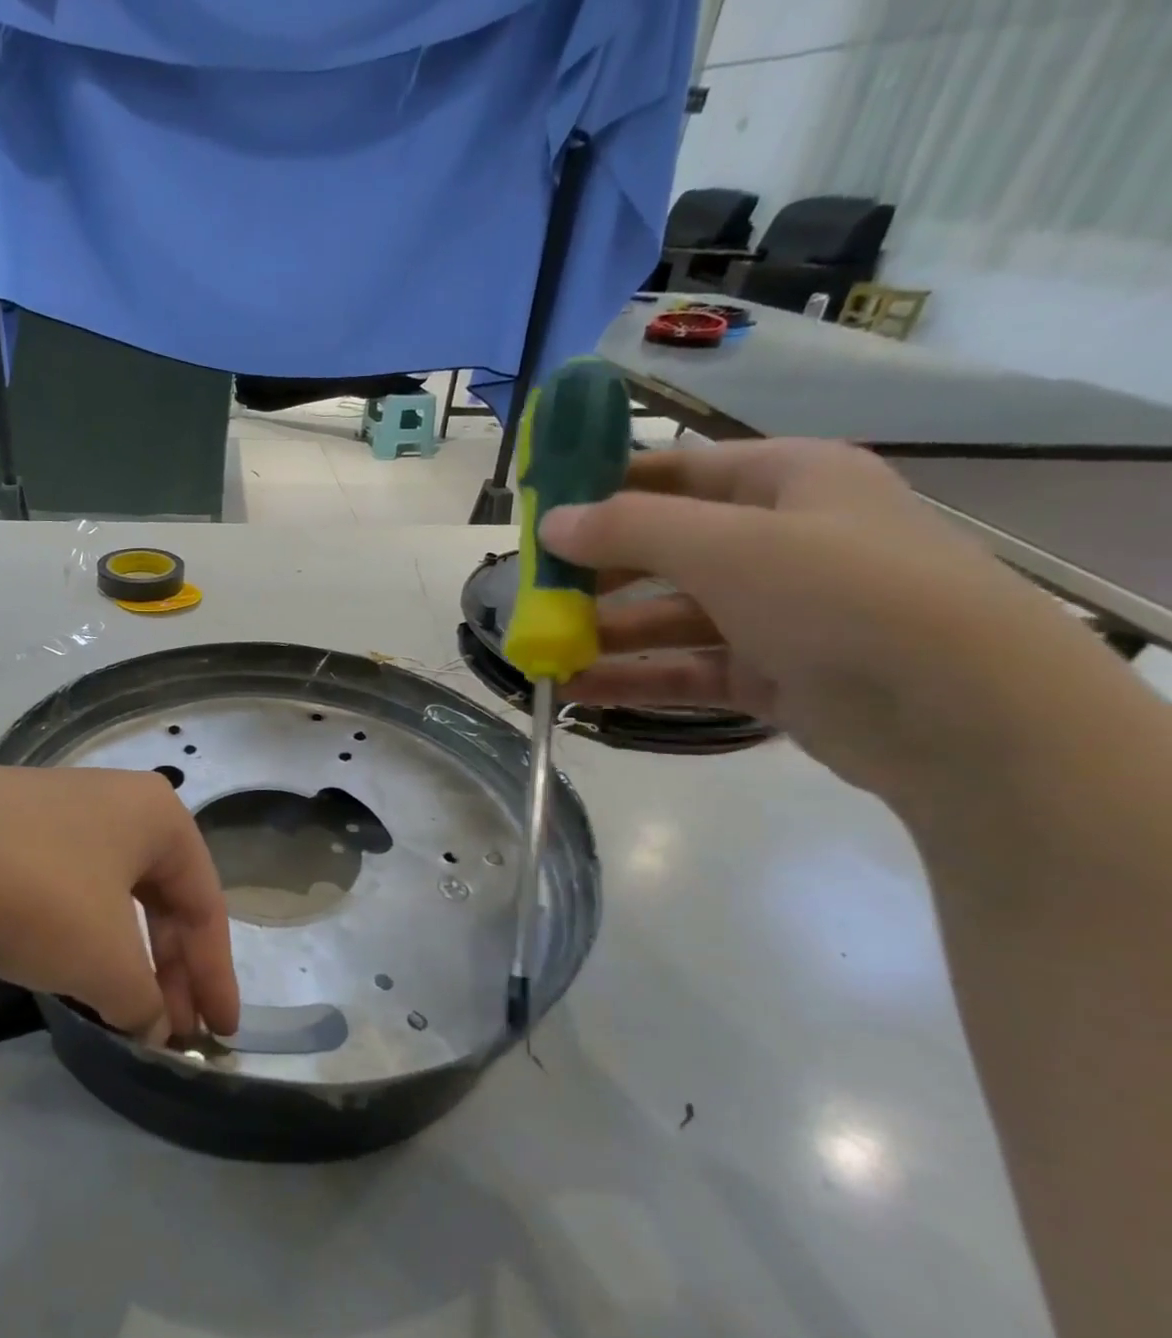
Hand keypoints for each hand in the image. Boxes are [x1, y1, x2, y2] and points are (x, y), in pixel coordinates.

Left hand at [0, 765, 238, 1040]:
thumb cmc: (33, 895)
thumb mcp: (104, 960)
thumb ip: (144, 1000)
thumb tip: (153, 1025)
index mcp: (155, 815)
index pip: (203, 903)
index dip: (216, 974)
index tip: (219, 1033)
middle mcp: (112, 801)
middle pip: (159, 896)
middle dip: (170, 968)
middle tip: (173, 1029)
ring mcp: (53, 809)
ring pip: (110, 894)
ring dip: (123, 955)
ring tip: (121, 1007)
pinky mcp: (3, 828)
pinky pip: (64, 887)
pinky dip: (78, 935)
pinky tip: (66, 970)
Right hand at [539, 439, 1144, 803]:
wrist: (960, 714)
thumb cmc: (842, 594)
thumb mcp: (727, 546)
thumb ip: (630, 530)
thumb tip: (551, 523)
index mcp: (786, 481)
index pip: (678, 470)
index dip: (607, 486)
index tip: (542, 512)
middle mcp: (780, 540)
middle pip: (665, 548)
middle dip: (596, 572)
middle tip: (532, 594)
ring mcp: (776, 612)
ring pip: (669, 615)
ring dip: (605, 632)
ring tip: (541, 651)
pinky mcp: (769, 674)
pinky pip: (683, 668)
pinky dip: (631, 677)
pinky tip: (574, 692)